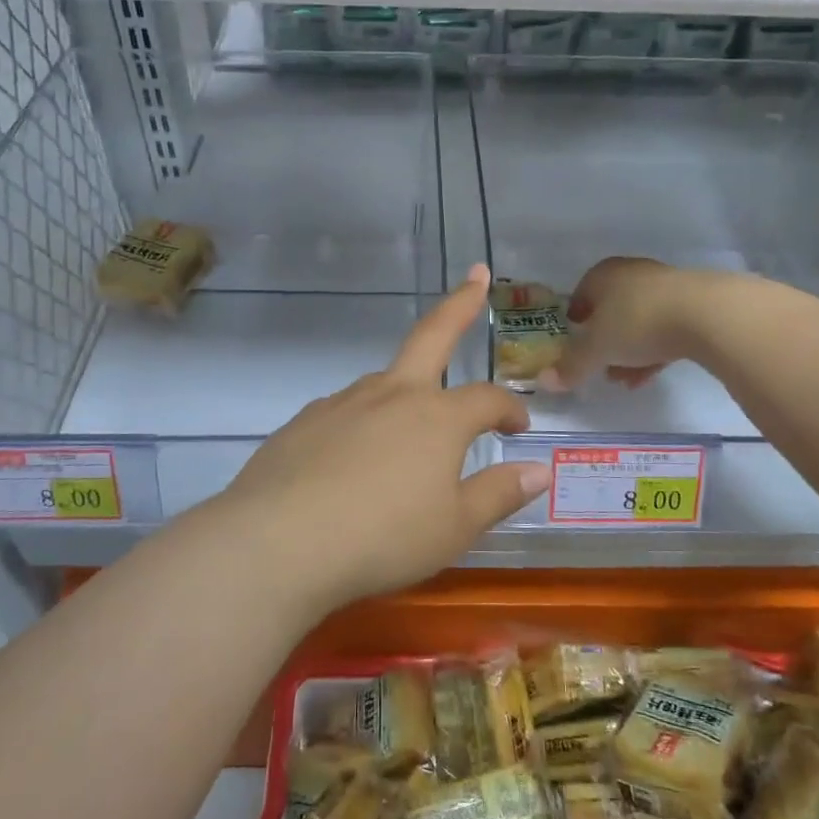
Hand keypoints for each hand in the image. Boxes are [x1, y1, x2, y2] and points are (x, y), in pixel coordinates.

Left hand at [214, 264, 552, 609]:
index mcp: (437, 416)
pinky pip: (346, 411)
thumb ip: (499, 494)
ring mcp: (343, 402)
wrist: (279, 543)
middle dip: (460, 303)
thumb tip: (539, 470)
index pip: (487, 399)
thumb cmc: (383, 537)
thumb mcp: (454, 528)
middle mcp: (392, 394)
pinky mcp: (304, 421)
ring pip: (385, 381)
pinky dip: (363, 421)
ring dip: (408, 388)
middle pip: (432, 335)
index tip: (519, 428)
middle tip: (477, 275)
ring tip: (411, 427)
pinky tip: (354, 457)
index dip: (510, 409)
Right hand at [539, 257, 712, 393]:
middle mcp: (633, 274)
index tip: (574, 341)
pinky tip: (649, 376)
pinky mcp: (694, 304)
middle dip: (604, 340)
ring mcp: (666, 287)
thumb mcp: (597, 349)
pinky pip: (665, 329)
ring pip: (639, 321)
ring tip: (625, 380)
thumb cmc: (638, 322)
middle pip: (611, 309)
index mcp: (604, 274)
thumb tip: (544, 381)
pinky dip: (654, 351)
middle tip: (599, 365)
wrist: (707, 315)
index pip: (582, 292)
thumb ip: (571, 366)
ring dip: (629, 350)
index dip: (576, 318)